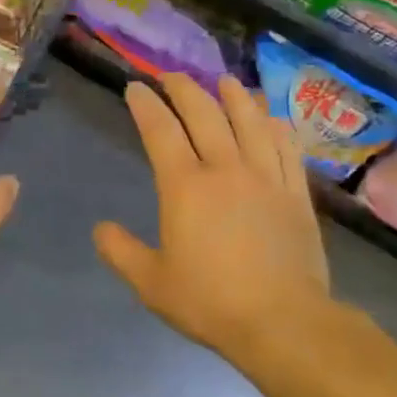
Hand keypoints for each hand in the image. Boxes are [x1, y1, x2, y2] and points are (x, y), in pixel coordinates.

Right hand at [95, 72, 331, 360]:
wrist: (283, 321)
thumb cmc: (210, 302)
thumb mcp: (151, 283)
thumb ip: (121, 252)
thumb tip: (100, 228)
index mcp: (185, 187)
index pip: (161, 131)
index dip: (146, 105)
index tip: (136, 87)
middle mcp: (226, 170)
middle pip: (205, 115)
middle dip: (185, 89)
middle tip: (172, 76)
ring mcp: (266, 177)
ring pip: (250, 121)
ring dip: (234, 96)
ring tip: (224, 81)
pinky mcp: (296, 193)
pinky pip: (286, 147)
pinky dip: (274, 125)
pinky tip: (270, 118)